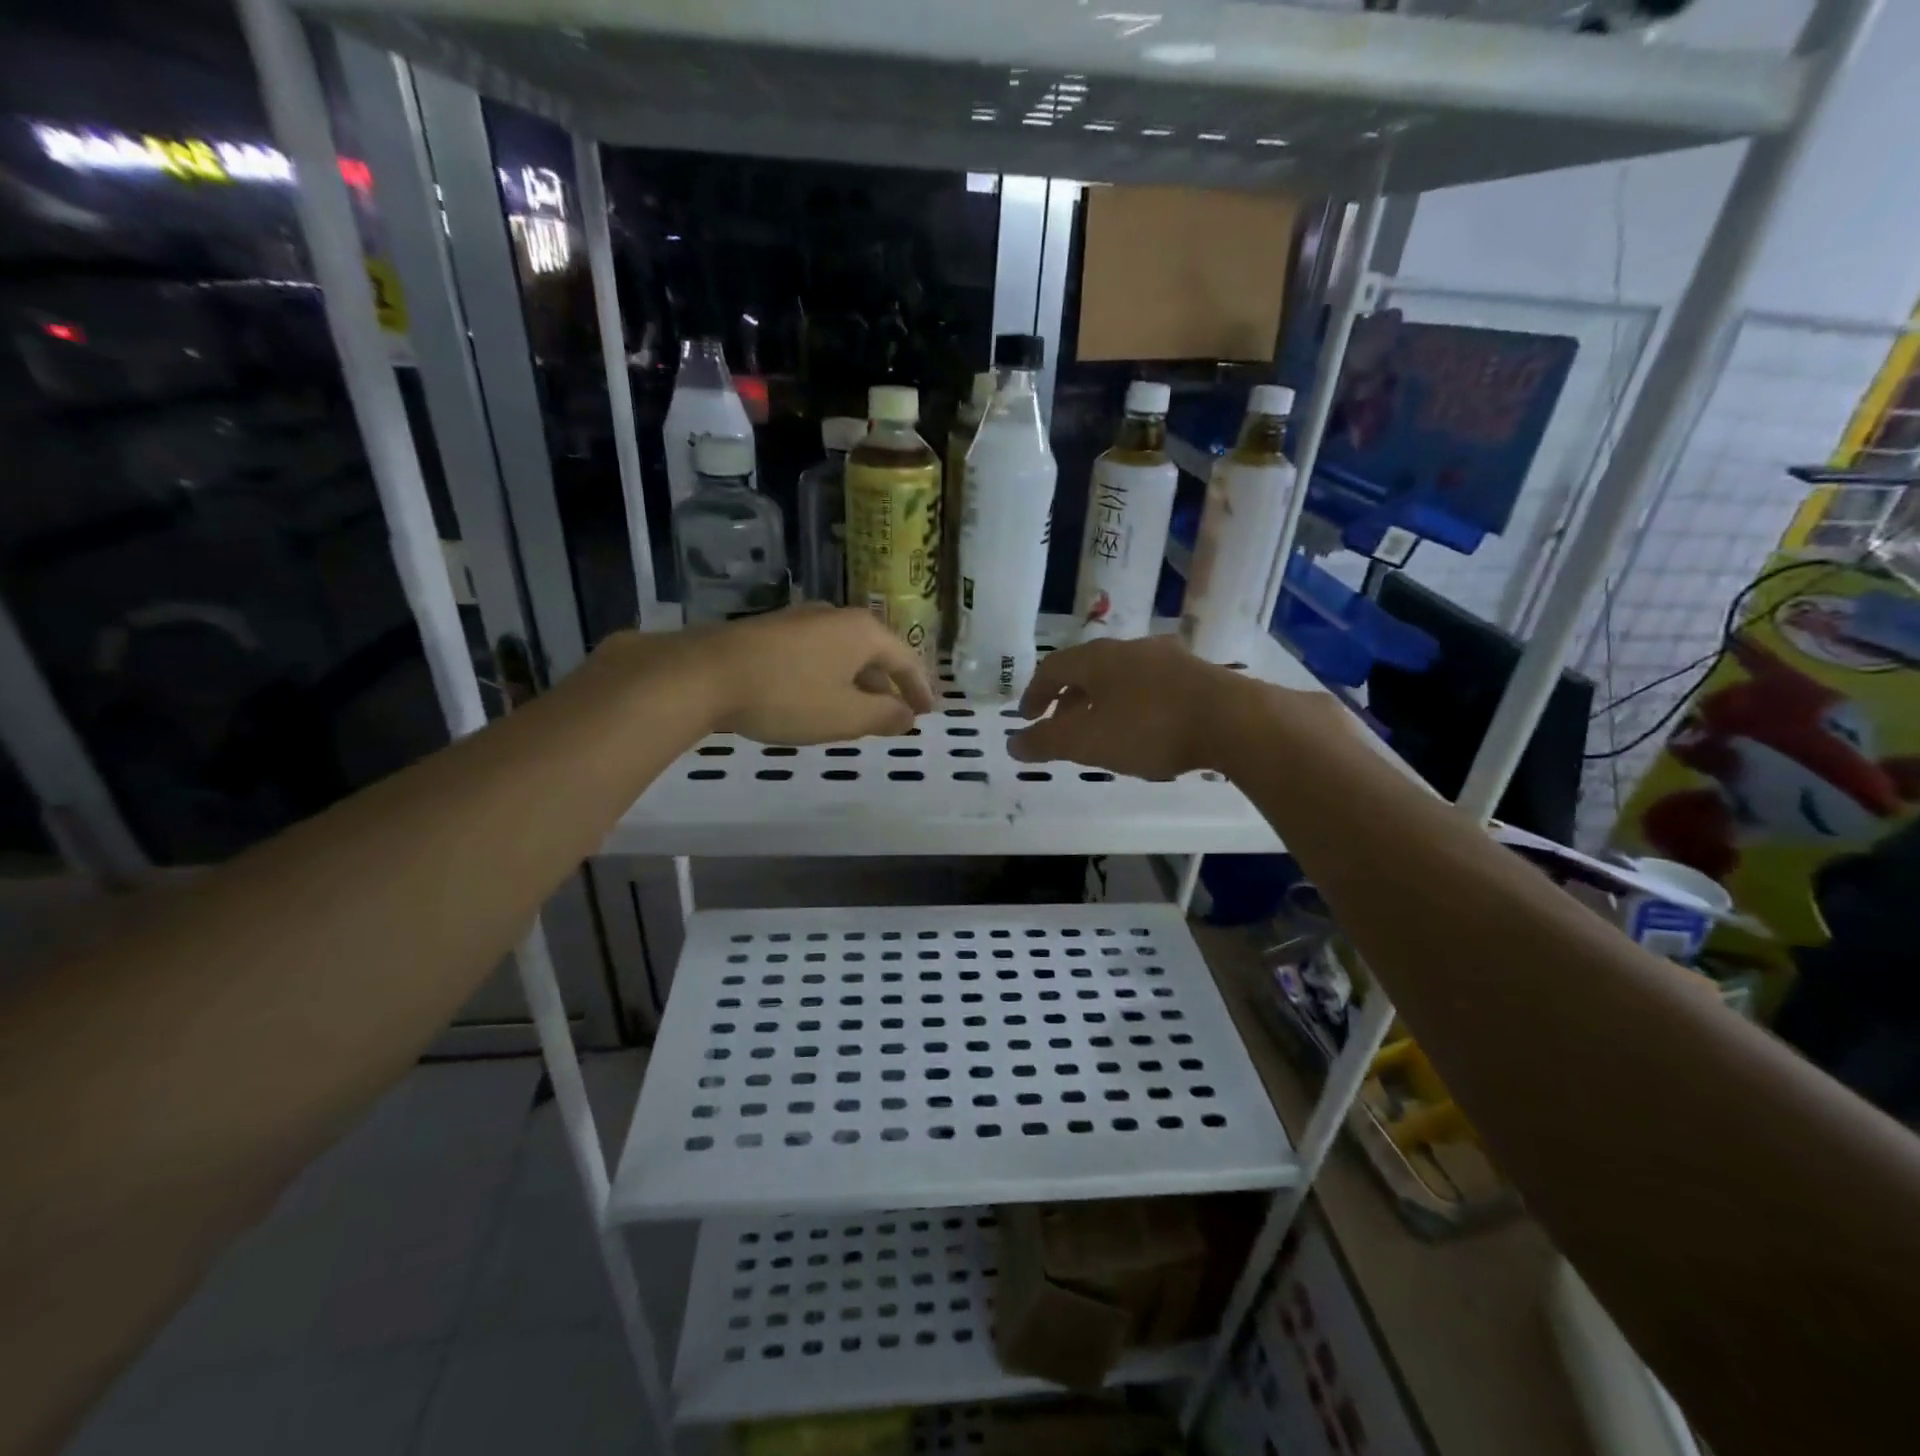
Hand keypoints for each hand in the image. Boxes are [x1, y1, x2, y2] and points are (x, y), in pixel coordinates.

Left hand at [670, 605, 934, 743]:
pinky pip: (816, 654)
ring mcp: (800, 620)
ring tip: (858, 711)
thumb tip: (907, 716)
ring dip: (857, 682)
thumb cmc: (787, 696)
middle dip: (887, 685)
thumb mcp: (845, 715)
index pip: (905, 659)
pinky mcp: (770, 631)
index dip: (919, 688)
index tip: (927, 713)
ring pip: (843, 653)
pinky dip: (829, 677)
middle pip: (874, 652)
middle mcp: (835, 617)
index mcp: (862, 632)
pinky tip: (817, 698)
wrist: (704, 675)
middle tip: (895, 713)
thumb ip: (883, 716)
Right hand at [1009, 636, 1245, 779]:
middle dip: (1068, 700)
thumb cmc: (1150, 728)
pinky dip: (1132, 705)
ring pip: (1120, 677)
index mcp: (1097, 659)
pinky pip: (1150, 686)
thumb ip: (1046, 742)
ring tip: (1101, 731)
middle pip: (1087, 670)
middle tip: (1061, 728)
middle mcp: (1130, 649)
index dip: (1035, 693)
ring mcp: (1167, 658)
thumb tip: (1012, 743)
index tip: (1028, 718)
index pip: (1052, 668)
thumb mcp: (1088, 742)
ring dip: (1101, 702)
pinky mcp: (1197, 674)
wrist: (1234, 720)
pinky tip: (1144, 729)